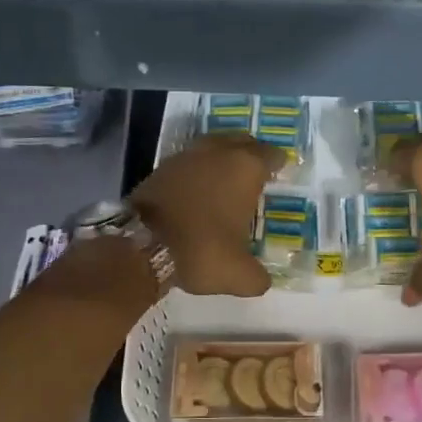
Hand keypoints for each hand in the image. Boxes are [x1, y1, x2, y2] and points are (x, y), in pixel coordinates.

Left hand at [132, 133, 284, 296]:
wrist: (140, 245)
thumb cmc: (201, 250)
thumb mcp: (239, 276)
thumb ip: (258, 277)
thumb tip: (262, 279)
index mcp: (244, 168)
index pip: (271, 155)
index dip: (279, 164)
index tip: (282, 174)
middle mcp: (217, 153)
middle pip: (242, 142)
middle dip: (251, 153)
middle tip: (258, 172)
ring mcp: (186, 157)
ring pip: (213, 148)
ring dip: (222, 159)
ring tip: (228, 180)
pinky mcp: (161, 168)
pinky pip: (190, 163)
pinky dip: (198, 172)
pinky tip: (199, 191)